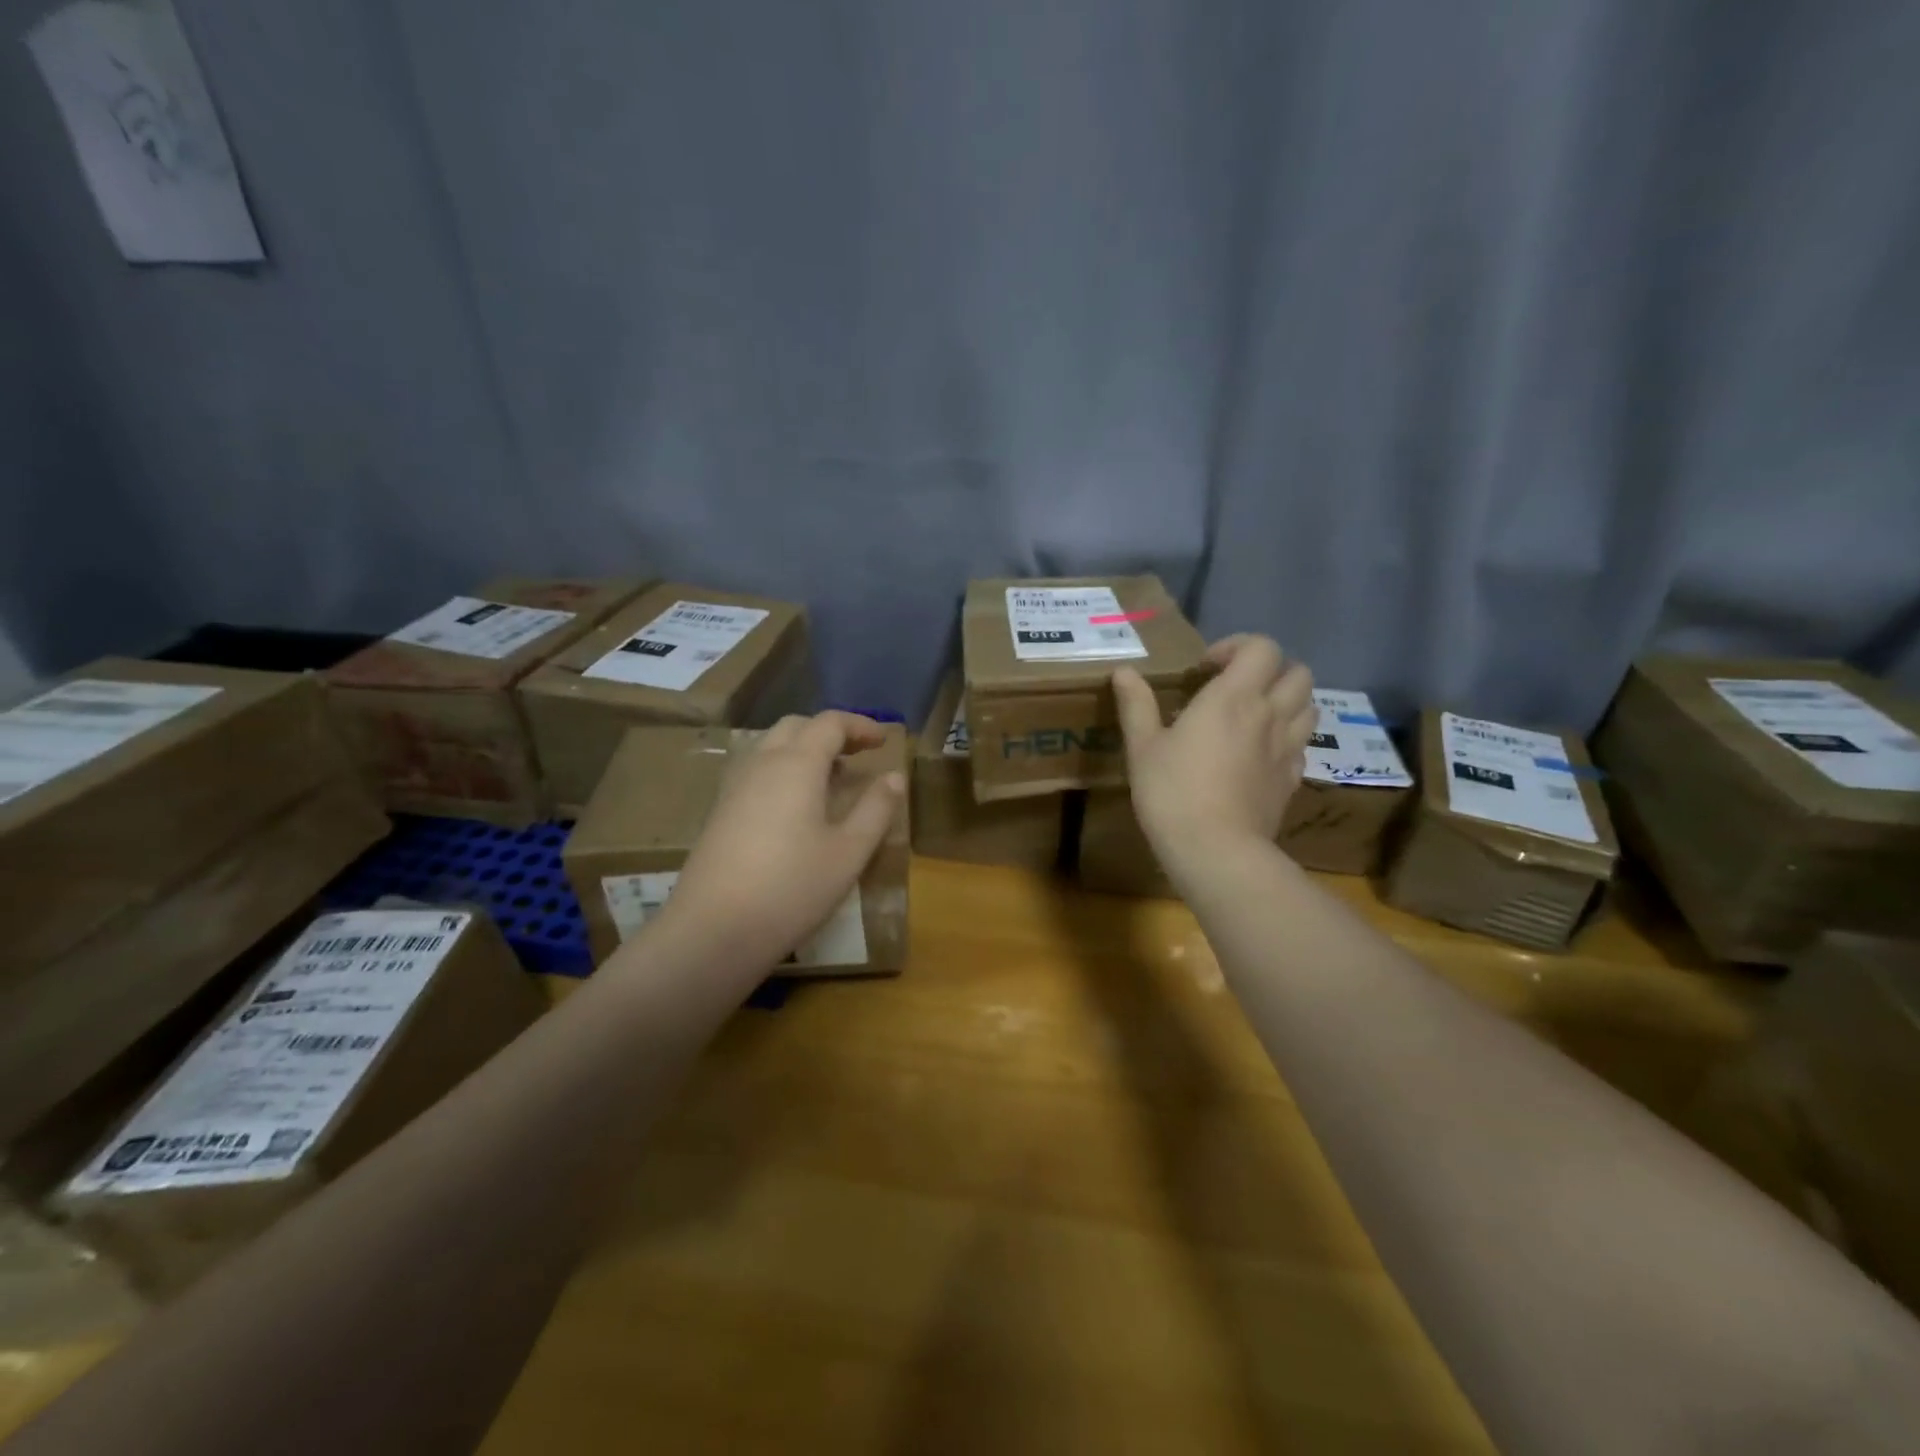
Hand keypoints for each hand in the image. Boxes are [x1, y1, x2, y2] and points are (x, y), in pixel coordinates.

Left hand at [658, 712, 905, 967]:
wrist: (712, 930)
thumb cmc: (791, 888)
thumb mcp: (849, 852)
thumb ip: (876, 809)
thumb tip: (894, 777)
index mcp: (796, 765)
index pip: (830, 723)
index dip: (860, 725)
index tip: (884, 740)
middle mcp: (762, 764)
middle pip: (796, 726)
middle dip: (830, 731)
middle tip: (859, 753)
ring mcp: (735, 787)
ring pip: (771, 746)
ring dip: (804, 749)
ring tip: (832, 778)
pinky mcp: (720, 812)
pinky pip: (757, 771)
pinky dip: (784, 770)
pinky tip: (797, 806)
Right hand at [1113, 635, 1314, 872]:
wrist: (1216, 850)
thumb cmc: (1172, 792)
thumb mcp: (1142, 747)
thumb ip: (1136, 704)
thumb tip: (1123, 671)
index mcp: (1233, 697)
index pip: (1262, 648)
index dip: (1238, 647)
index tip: (1207, 668)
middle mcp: (1269, 715)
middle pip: (1298, 673)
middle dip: (1271, 670)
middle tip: (1237, 687)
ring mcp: (1286, 749)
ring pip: (1310, 707)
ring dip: (1287, 701)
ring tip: (1254, 716)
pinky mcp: (1292, 780)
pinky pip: (1302, 745)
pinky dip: (1287, 739)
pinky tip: (1260, 754)